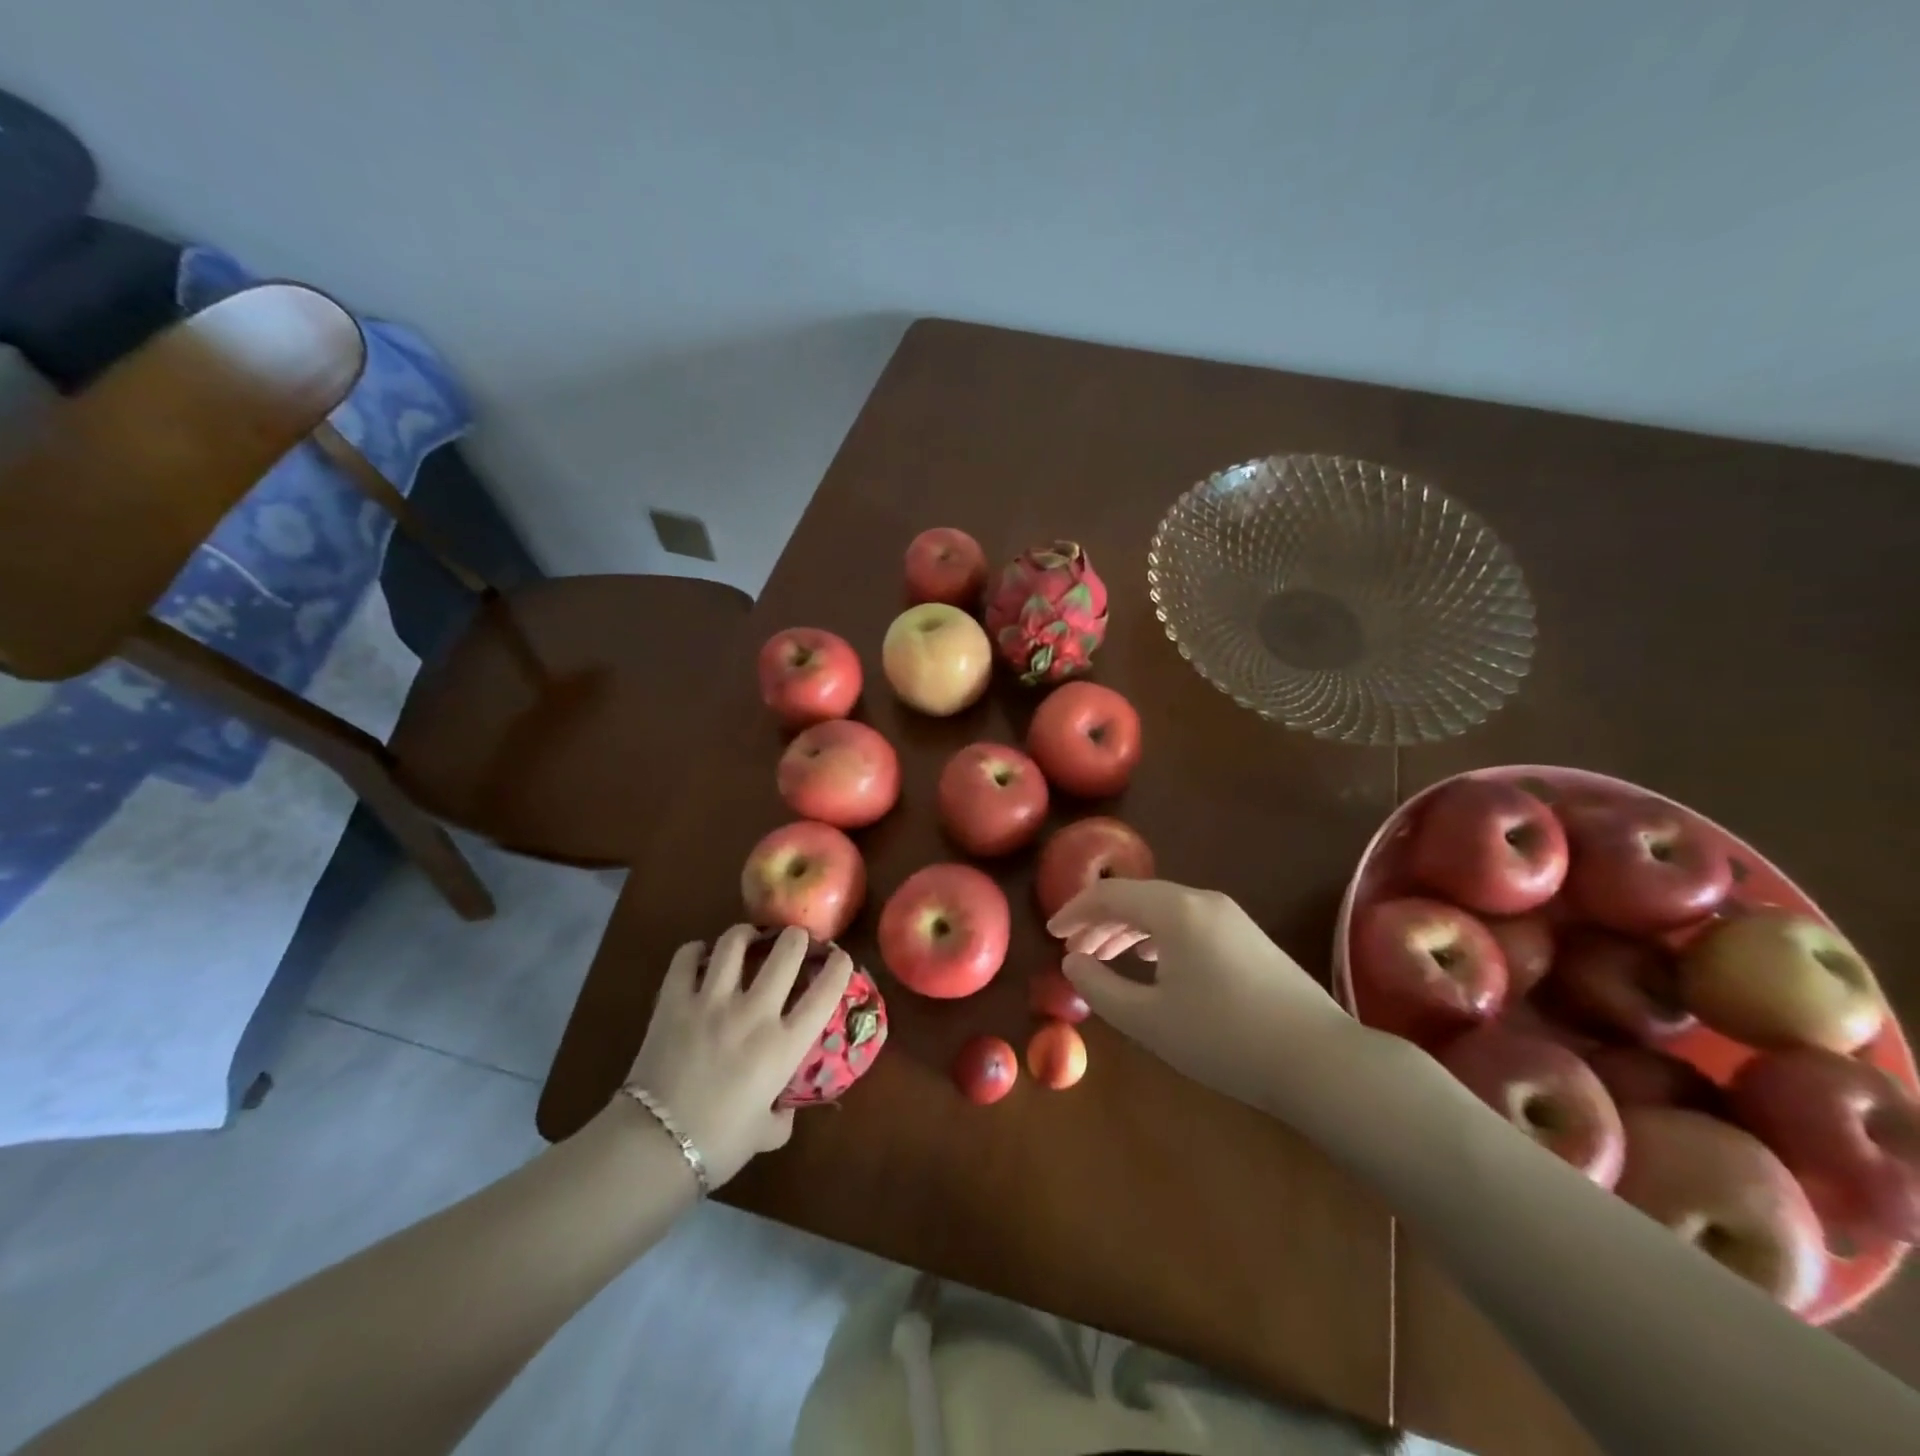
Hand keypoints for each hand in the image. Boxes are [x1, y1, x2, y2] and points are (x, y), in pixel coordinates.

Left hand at [622, 924, 853, 1188]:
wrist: (653, 1147)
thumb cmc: (718, 1145)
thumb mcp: (767, 1134)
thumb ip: (782, 1115)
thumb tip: (782, 1106)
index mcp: (784, 1045)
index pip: (826, 991)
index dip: (840, 967)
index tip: (840, 958)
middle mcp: (754, 1012)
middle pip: (787, 950)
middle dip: (797, 937)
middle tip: (795, 940)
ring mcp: (712, 1001)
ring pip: (735, 942)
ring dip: (747, 934)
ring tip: (748, 938)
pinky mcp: (673, 1001)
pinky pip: (686, 957)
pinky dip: (695, 951)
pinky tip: (700, 957)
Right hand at [1048, 879, 1354, 1108]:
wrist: (1320, 1060)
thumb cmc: (1224, 1038)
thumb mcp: (1149, 1020)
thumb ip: (1101, 987)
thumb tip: (1073, 962)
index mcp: (1175, 911)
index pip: (1110, 895)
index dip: (1075, 911)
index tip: (1051, 934)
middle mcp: (1202, 900)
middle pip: (1137, 898)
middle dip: (1100, 922)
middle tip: (1075, 952)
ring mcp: (1231, 917)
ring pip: (1163, 910)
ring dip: (1128, 929)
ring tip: (1107, 957)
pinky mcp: (1249, 937)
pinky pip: (1188, 922)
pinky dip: (1158, 936)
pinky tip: (1153, 962)